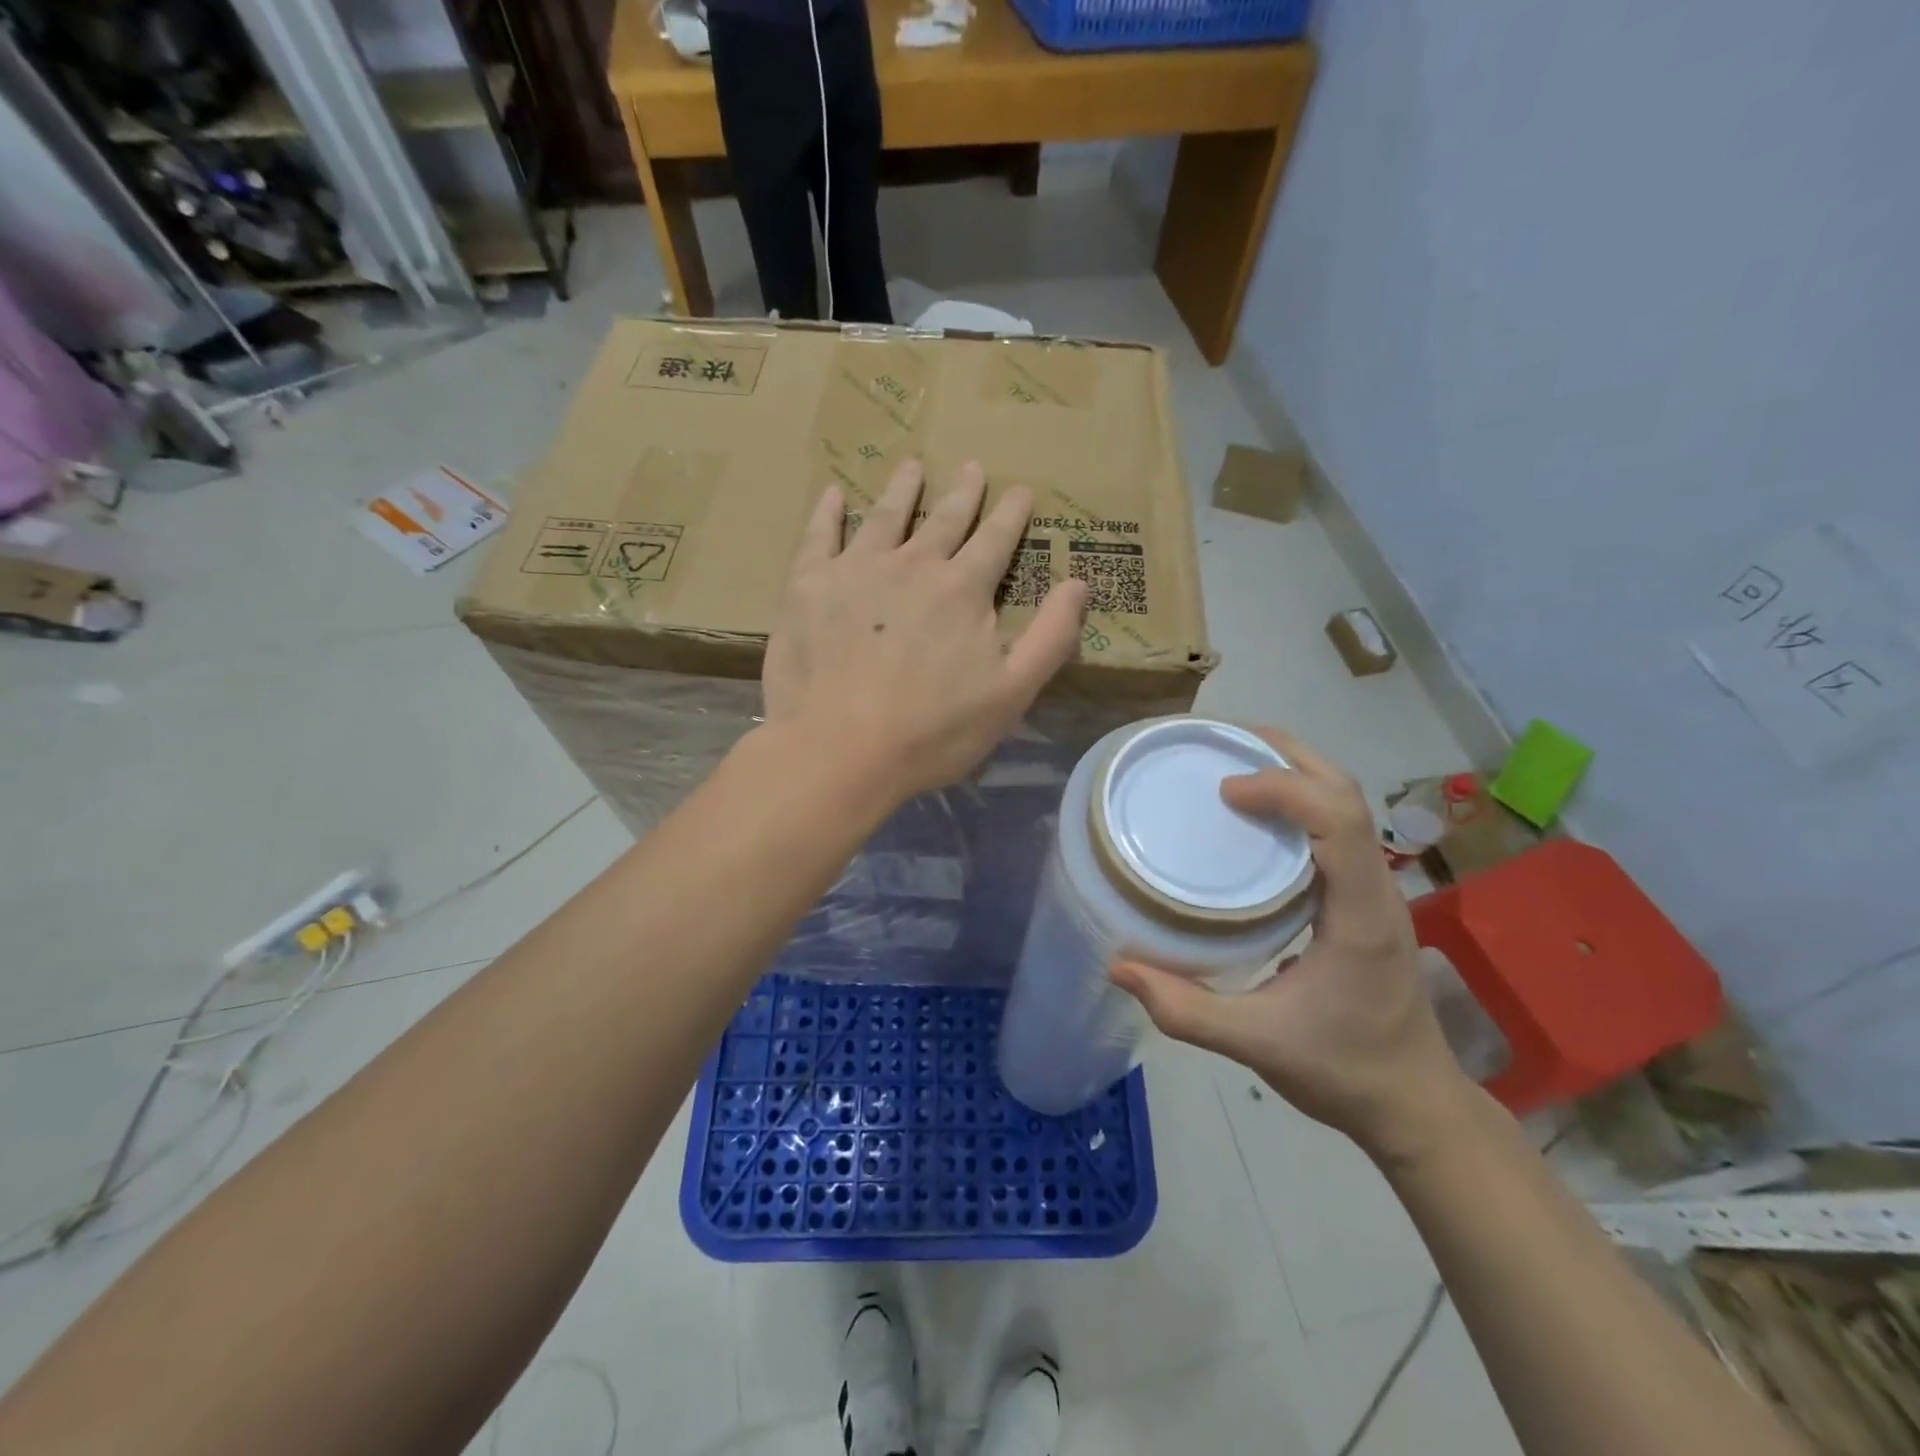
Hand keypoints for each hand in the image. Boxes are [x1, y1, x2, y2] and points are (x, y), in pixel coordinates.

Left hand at [761, 458, 1087, 806]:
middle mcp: (912, 565)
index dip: (1010, 514)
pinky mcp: (808, 586)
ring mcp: (856, 570)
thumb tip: (1080, 583)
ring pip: (884, 517)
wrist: (839, 750)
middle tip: (971, 466)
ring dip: (901, 490)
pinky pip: (819, 536)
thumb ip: (1050, 637)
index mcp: (963, 590)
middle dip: (962, 493)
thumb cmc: (932, 731)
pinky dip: (827, 512)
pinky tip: (832, 494)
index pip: (995, 540)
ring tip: (911, 466)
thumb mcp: (1011, 694)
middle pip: (943, 520)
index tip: (1020, 489)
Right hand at [1110, 729, 1473, 1165]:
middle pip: (1345, 791)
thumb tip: (1118, 965)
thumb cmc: (1342, 1071)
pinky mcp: (1363, 896)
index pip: (1337, 820)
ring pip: (1345, 802)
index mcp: (1360, 915)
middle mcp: (1376, 888)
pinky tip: (1252, 812)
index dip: (1283, 788)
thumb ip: (1185, 1010)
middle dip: (1286, 755)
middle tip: (1220, 743)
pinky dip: (1296, 799)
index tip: (1224, 790)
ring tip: (1230, 761)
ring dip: (1293, 769)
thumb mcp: (1258, 1044)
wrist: (1413, 1103)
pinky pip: (1335, 826)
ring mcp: (1375, 889)